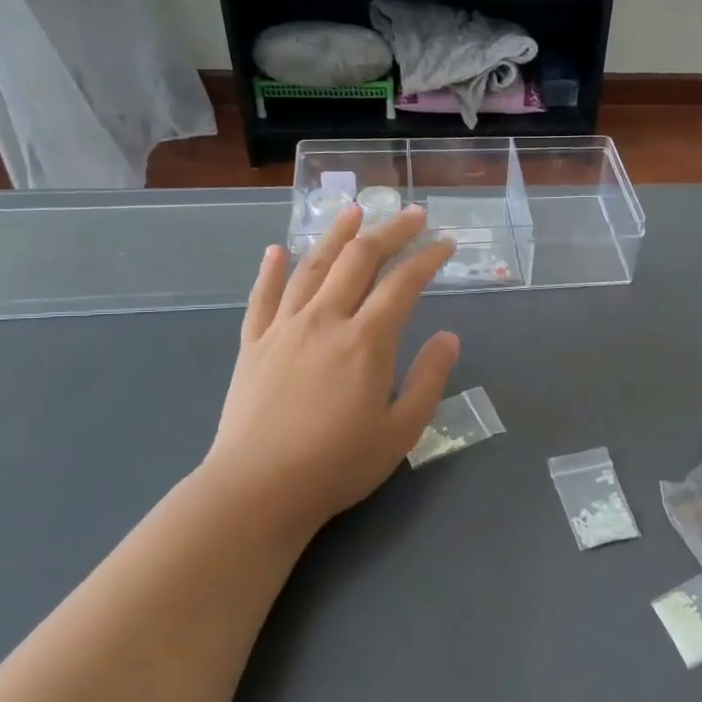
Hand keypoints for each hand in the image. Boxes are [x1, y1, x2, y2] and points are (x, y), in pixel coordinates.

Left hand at [198, 206, 459, 543]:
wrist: (257, 489)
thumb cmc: (337, 465)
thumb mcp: (401, 430)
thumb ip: (429, 378)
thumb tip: (449, 337)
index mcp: (366, 341)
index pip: (403, 283)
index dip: (427, 258)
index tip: (446, 243)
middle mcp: (325, 320)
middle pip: (359, 260)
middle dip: (389, 231)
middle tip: (411, 215)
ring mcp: (284, 329)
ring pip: (312, 266)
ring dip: (335, 235)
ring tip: (353, 211)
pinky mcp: (253, 345)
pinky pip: (262, 297)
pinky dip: (271, 270)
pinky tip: (277, 250)